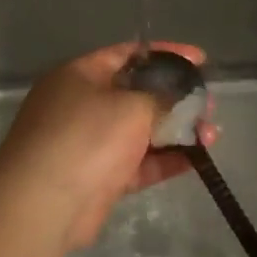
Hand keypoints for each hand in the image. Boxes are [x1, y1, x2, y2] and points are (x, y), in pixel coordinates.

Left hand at [0, 42, 216, 250]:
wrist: (45, 202)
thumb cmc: (87, 137)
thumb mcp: (132, 105)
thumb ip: (162, 96)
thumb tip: (179, 96)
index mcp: (80, 75)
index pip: (129, 54)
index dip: (167, 55)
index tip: (200, 59)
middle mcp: (83, 105)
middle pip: (137, 94)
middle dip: (176, 99)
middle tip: (208, 105)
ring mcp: (90, 143)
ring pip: (141, 131)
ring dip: (176, 132)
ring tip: (212, 134)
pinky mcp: (100, 178)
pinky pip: (139, 163)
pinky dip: (165, 160)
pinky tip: (197, 159)